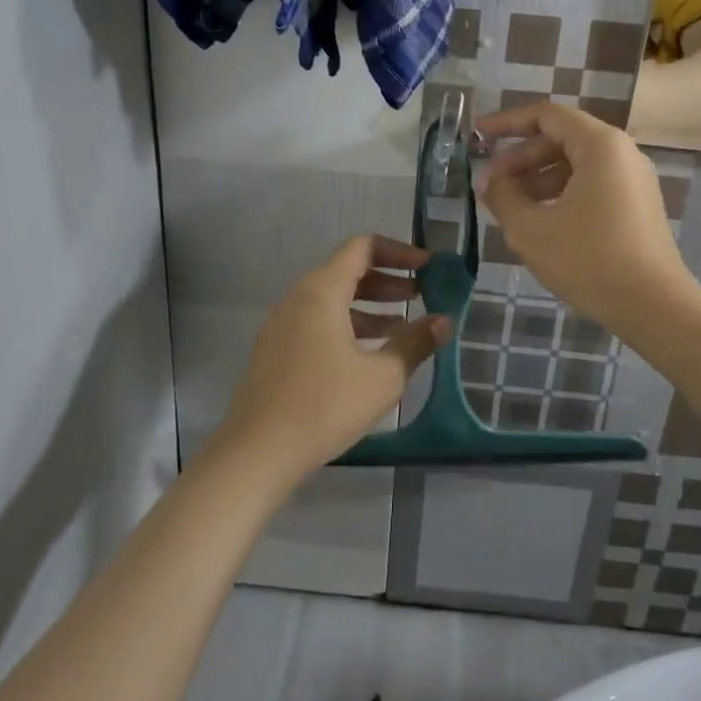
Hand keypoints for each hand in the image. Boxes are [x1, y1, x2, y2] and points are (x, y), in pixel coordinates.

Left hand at [211, 235, 450, 486]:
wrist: (257, 453)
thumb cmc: (324, 406)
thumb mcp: (382, 377)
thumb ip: (415, 343)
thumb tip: (444, 321)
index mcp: (321, 290)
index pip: (364, 247)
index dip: (400, 252)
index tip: (429, 268)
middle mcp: (298, 297)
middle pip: (348, 271)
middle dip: (389, 280)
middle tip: (422, 294)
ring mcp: (283, 324)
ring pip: (334, 299)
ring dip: (371, 306)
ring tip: (404, 326)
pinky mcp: (277, 350)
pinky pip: (319, 322)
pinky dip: (349, 325)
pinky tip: (371, 354)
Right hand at [475, 103, 695, 332]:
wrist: (654, 307)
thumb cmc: (588, 260)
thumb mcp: (531, 229)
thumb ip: (503, 197)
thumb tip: (489, 182)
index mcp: (600, 145)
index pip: (546, 116)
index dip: (506, 123)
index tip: (476, 136)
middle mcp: (621, 153)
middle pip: (561, 139)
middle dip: (520, 157)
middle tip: (490, 183)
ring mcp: (633, 180)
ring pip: (576, 164)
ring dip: (537, 178)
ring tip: (509, 207)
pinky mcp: (637, 206)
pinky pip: (592, 184)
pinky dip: (561, 193)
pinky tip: (540, 221)